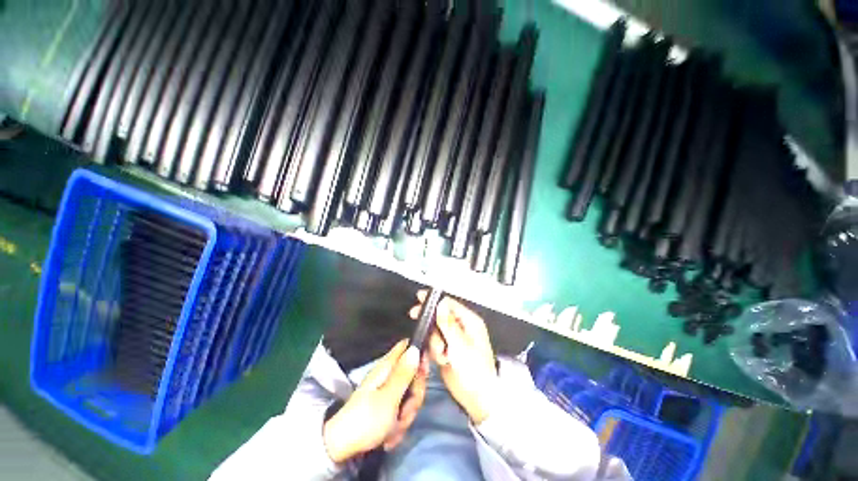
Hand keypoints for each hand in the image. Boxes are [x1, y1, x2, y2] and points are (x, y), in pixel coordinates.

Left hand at [323, 340, 428, 463]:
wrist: (342, 449)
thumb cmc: (366, 420)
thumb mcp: (389, 397)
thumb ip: (404, 373)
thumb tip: (415, 348)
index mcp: (387, 367)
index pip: (407, 348)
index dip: (419, 354)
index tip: (423, 373)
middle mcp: (388, 375)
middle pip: (413, 376)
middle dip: (414, 397)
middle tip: (405, 411)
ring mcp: (387, 392)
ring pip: (410, 396)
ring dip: (406, 415)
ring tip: (394, 427)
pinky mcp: (386, 407)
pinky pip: (402, 410)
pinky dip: (399, 425)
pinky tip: (390, 435)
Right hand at [409, 292, 497, 424]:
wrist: (478, 399)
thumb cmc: (475, 371)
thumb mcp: (460, 346)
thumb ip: (448, 324)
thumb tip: (441, 305)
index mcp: (469, 322)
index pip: (449, 304)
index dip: (434, 301)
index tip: (420, 298)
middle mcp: (461, 328)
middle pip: (441, 316)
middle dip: (431, 322)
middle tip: (417, 317)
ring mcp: (454, 339)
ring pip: (435, 331)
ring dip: (435, 342)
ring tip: (442, 355)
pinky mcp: (448, 350)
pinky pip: (435, 343)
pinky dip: (435, 350)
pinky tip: (441, 359)